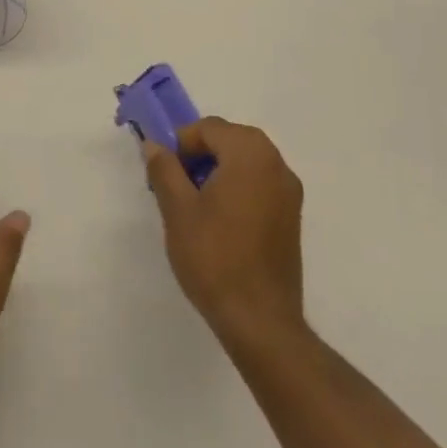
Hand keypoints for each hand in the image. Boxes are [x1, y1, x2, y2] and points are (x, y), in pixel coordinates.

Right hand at [145, 118, 305, 347]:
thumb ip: (164, 169)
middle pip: (230, 140)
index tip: (164, 171)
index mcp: (250, 154)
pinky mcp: (292, 216)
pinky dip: (237, 186)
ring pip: (246, 161)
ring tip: (194, 204)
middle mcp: (276, 164)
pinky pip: (259, 183)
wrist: (260, 320)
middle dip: (200, 154)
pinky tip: (219, 220)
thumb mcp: (177, 210)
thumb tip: (155, 145)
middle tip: (176, 184)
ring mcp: (289, 191)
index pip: (209, 127)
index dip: (182, 143)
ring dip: (218, 169)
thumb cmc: (214, 257)